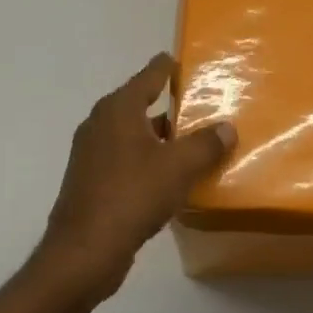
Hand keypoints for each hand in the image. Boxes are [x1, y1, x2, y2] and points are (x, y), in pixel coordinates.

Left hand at [33, 53, 236, 306]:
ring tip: (191, 141)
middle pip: (139, 104)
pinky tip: (169, 176)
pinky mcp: (91, 182)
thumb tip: (227, 127)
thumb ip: (206, 144)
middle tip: (199, 104)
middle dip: (167, 105)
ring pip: (133, 135)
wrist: (84, 251)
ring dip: (159, 137)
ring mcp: (92, 155)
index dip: (166, 67)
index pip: (148, 76)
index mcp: (118, 110)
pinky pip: (126, 159)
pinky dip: (147, 160)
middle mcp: (100, 125)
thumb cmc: (132, 195)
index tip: (180, 60)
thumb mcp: (179, 166)